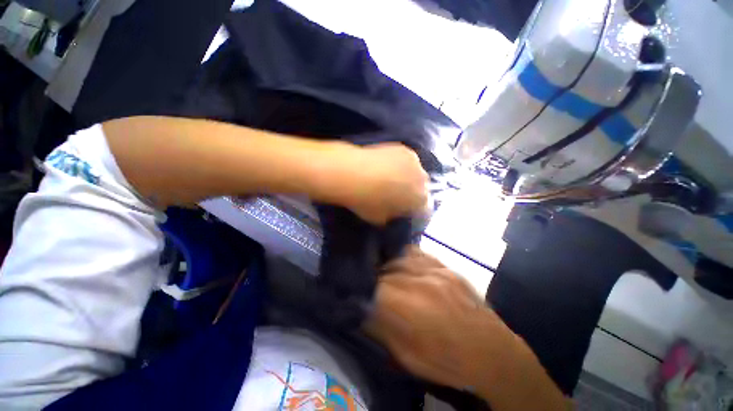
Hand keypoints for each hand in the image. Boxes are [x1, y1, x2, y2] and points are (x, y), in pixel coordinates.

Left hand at [336, 143, 428, 224]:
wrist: (352, 174)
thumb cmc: (366, 201)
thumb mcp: (380, 219)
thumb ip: (393, 216)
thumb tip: (394, 211)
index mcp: (419, 200)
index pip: (424, 208)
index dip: (414, 209)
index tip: (404, 209)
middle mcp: (423, 180)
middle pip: (422, 188)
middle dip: (413, 191)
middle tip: (398, 193)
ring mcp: (415, 162)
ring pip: (416, 172)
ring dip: (408, 176)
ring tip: (392, 177)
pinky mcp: (405, 149)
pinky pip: (407, 160)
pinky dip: (401, 163)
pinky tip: (387, 165)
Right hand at [364, 247, 568, 409]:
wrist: (493, 353)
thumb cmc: (447, 362)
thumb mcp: (406, 356)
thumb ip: (380, 327)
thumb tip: (362, 308)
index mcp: (410, 307)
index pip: (373, 288)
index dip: (362, 290)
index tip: (357, 293)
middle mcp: (420, 281)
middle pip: (384, 270)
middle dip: (373, 277)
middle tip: (369, 284)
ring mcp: (435, 270)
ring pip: (398, 258)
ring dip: (387, 265)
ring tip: (384, 273)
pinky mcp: (445, 266)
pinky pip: (417, 253)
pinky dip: (404, 258)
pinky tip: (402, 264)